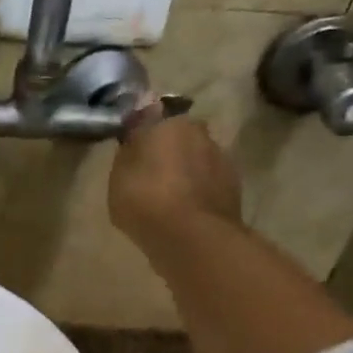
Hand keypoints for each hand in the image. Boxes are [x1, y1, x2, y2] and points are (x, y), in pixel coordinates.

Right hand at [109, 101, 242, 248]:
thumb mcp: (119, 175)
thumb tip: (138, 124)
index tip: (133, 148)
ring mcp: (221, 157)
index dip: (142, 131)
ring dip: (186, 170)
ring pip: (197, 158)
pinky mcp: (234, 184)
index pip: (151, 116)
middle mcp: (199, 131)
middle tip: (151, 175)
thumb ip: (130, 149)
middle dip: (168, 149)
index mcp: (168, 123)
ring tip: (169, 197)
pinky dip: (199, 190)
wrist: (191, 236)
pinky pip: (209, 181)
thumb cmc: (145, 200)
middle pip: (179, 136)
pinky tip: (186, 210)